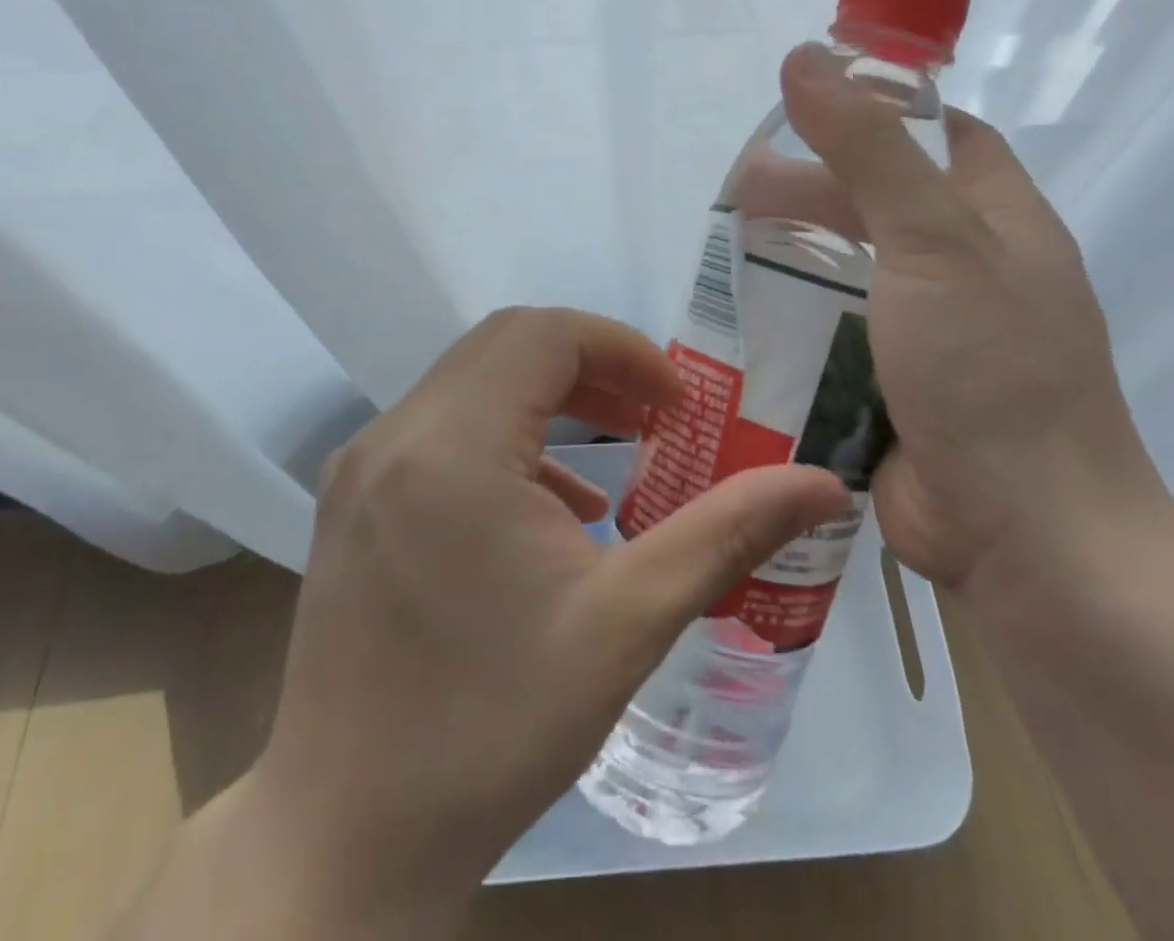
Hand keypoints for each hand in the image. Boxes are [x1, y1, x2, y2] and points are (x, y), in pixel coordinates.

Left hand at [249, 308, 848, 936]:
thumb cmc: (495, 728)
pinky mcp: (350, 498)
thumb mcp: (628, 624)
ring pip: (471, 380)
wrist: (348, 839)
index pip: (545, 335)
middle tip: (655, 413)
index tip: (677, 404)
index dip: (622, 350)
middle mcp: (395, 435)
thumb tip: (825, 485)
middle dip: (591, 363)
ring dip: (549, 394)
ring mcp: (361, 465)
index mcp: (454, 447)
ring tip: (617, 448)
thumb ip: (728, 534)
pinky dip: (505, 434)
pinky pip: (440, 427)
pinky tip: (550, 506)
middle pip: (506, 344)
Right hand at [775, 44, 1173, 600]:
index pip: (943, 137)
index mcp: (997, 221)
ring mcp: (930, 335)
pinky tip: (742, 321)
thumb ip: (868, 149)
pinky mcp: (893, 389)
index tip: (809, 108)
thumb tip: (805, 56)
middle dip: (813, 193)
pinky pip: (836, 337)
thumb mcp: (933, 241)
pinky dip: (795, 324)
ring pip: (851, 275)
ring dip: (794, 261)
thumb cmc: (991, 370)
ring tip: (725, 256)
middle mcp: (967, 271)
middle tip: (740, 193)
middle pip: (880, 206)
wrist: (1024, 538)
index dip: (882, 112)